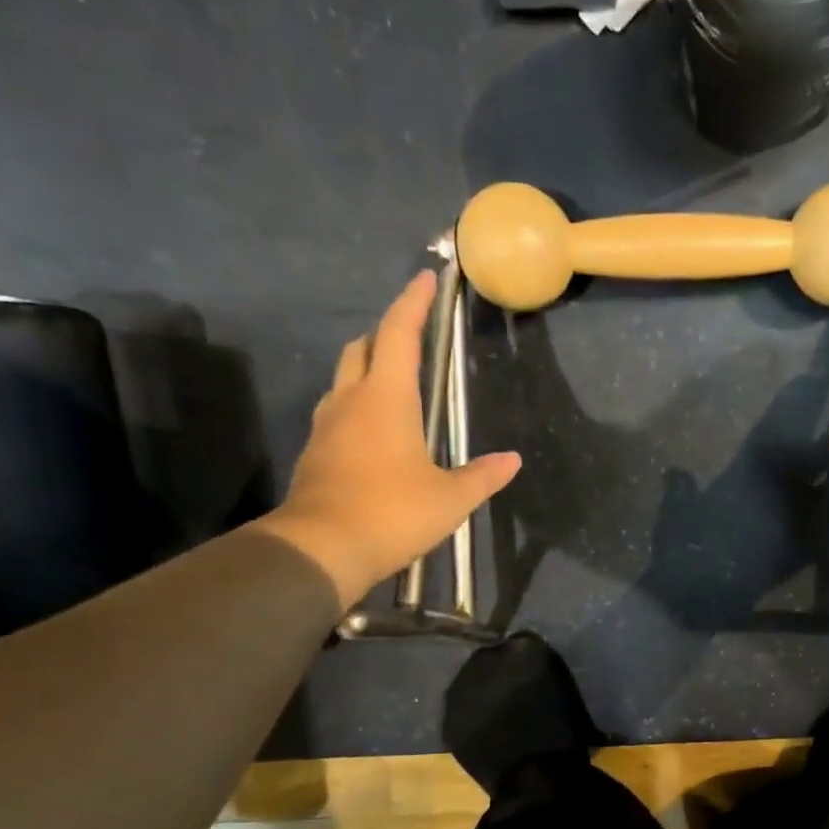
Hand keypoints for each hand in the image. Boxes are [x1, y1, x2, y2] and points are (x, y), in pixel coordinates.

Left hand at [260, 272, 520, 608]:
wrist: (321, 549)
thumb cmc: (392, 512)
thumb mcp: (450, 498)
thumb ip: (483, 476)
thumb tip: (512, 461)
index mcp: (387, 398)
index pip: (399, 333)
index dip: (413, 303)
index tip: (426, 279)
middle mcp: (351, 400)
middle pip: (363, 348)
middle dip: (386, 333)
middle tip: (412, 336)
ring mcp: (327, 425)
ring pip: (345, 379)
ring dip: (368, 369)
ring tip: (395, 383)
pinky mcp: (316, 452)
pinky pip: (338, 412)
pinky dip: (358, 406)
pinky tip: (376, 431)